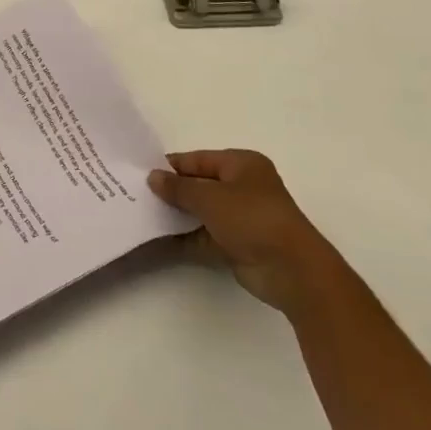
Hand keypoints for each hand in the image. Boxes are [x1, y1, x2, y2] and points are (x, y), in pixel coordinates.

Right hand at [148, 150, 340, 314]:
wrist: (291, 270)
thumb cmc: (252, 218)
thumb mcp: (209, 197)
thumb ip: (178, 187)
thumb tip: (153, 177)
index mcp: (242, 164)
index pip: (199, 159)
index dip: (172, 166)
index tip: (142, 172)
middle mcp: (243, 187)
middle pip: (200, 184)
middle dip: (173, 191)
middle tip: (139, 193)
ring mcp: (242, 217)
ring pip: (202, 211)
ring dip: (178, 214)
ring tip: (144, 214)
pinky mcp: (238, 244)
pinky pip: (205, 235)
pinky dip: (187, 236)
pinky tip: (160, 238)